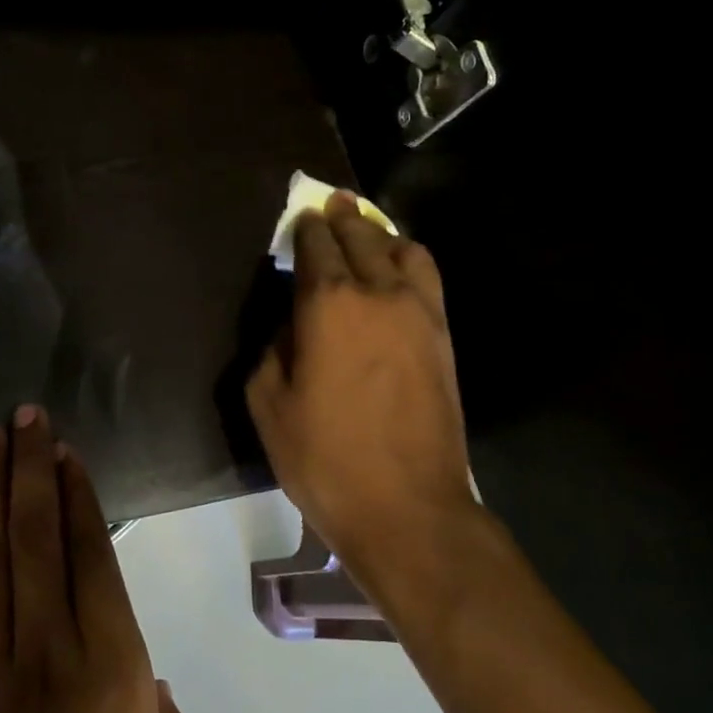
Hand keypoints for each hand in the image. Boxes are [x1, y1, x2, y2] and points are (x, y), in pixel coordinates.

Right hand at [245, 191, 481, 570]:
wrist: (407, 507)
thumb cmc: (324, 457)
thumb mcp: (268, 404)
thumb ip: (271, 351)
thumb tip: (289, 328)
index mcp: (329, 303)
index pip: (317, 245)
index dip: (305, 228)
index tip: (299, 218)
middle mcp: (379, 293)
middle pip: (362, 236)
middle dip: (342, 218)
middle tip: (330, 205)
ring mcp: (420, 313)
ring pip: (404, 250)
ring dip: (381, 235)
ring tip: (366, 233)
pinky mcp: (444, 338)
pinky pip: (428, 279)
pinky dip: (408, 262)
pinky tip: (397, 272)